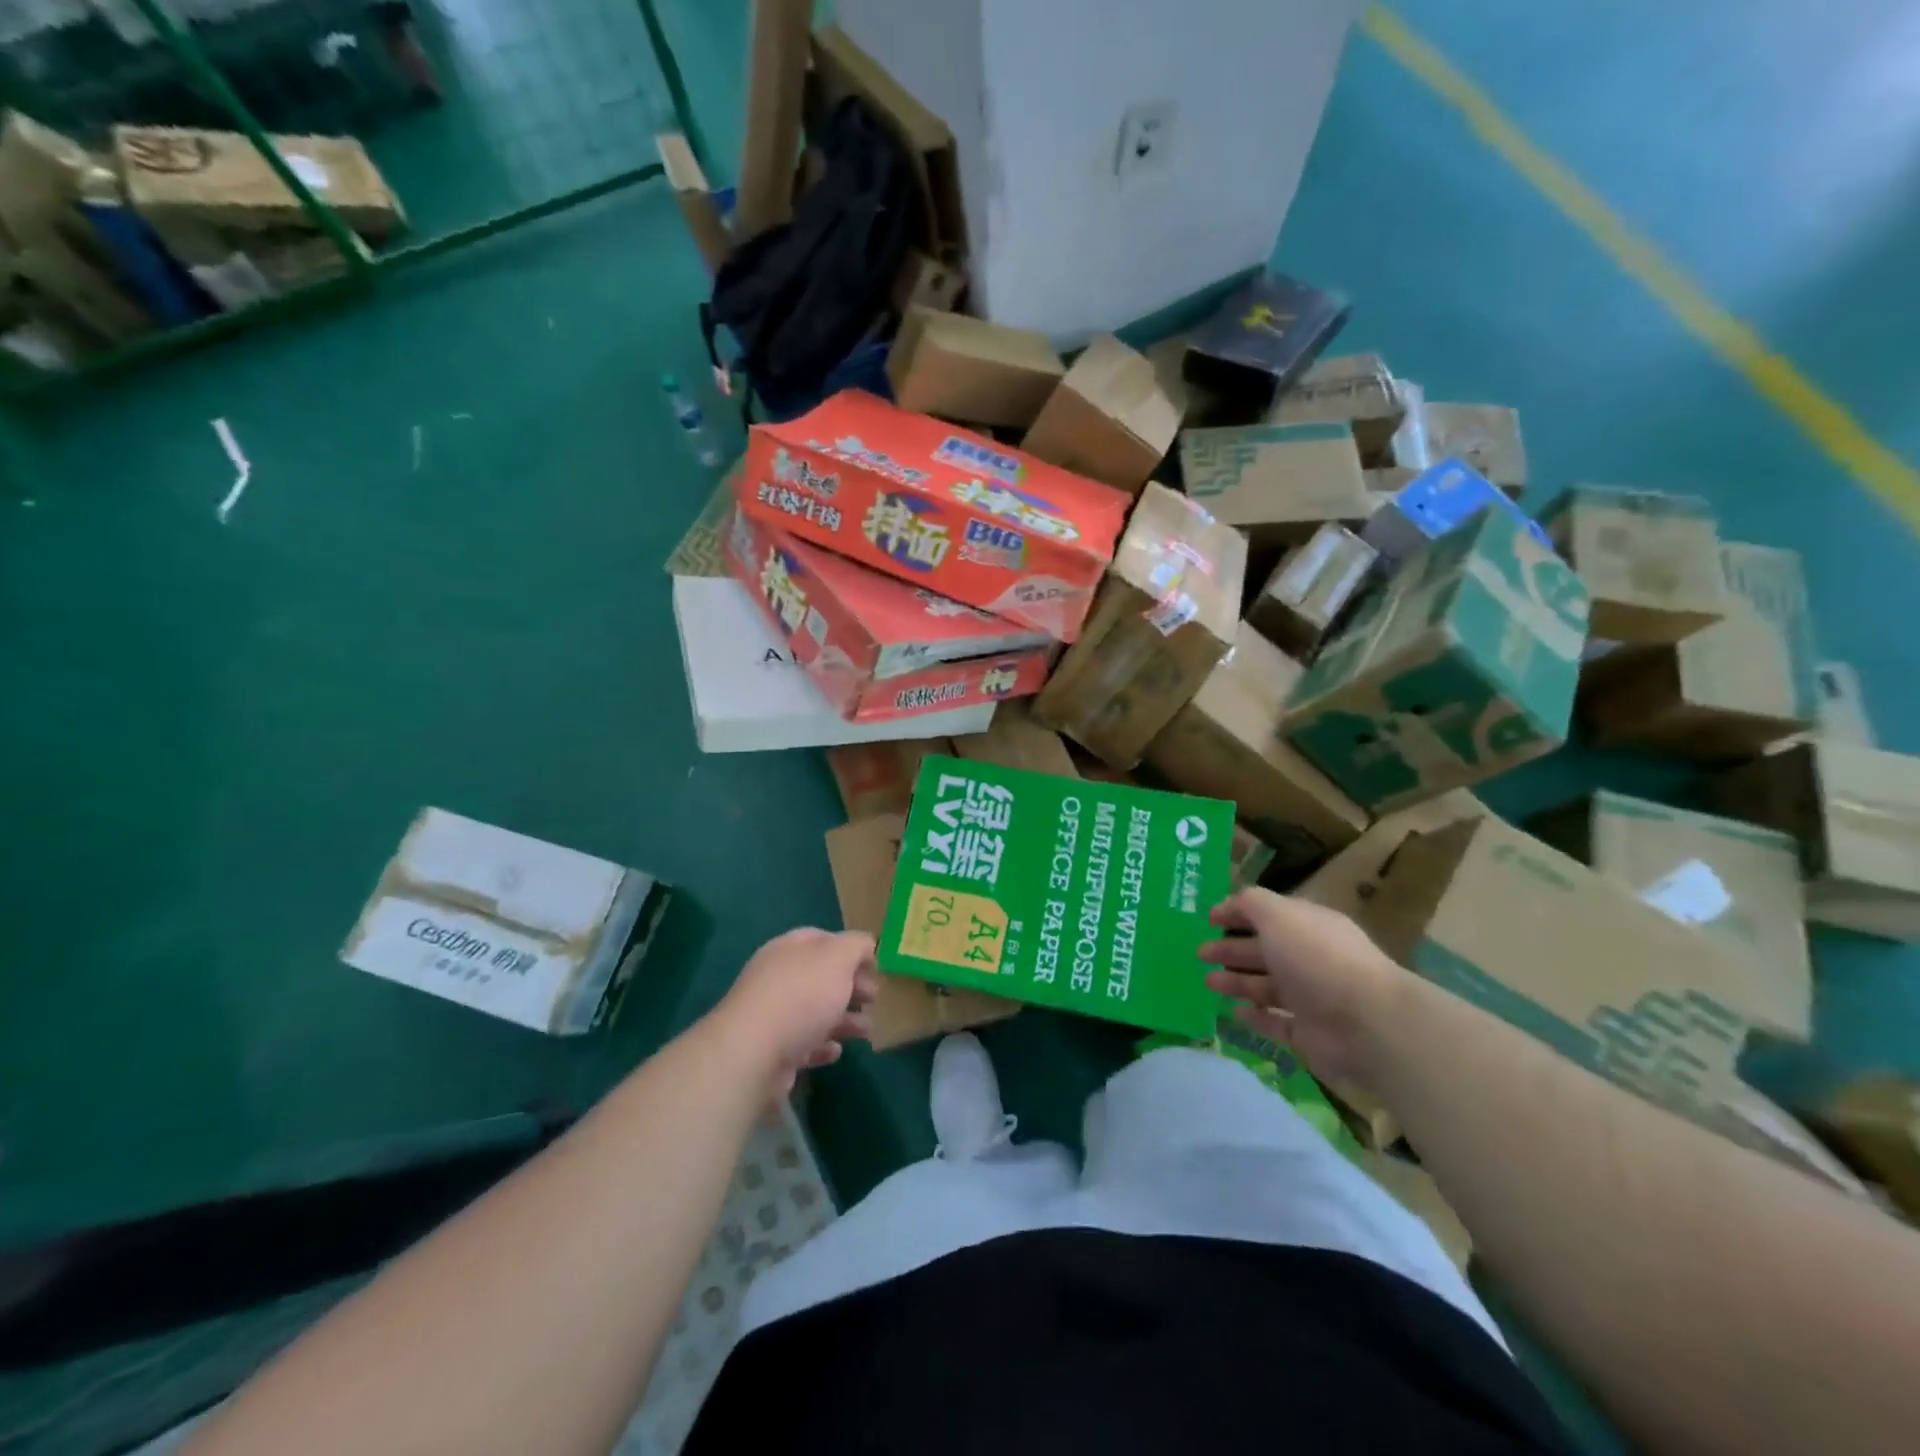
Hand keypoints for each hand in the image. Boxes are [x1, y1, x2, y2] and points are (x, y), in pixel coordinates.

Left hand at [713, 928, 879, 1100]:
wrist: (753, 1053)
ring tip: (867, 1030)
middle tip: (875, 998)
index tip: (874, 965)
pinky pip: (803, 1045)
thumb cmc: (801, 996)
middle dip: (851, 986)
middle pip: (820, 977)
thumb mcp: (838, 958)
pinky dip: (822, 1045)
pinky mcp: (771, 1052)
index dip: (850, 949)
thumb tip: (866, 945)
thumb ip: (856, 946)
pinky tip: (836, 1051)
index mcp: (789, 949)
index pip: (822, 939)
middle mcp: (777, 978)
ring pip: (815, 1012)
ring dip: (844, 1019)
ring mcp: (772, 1016)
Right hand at [1198, 889, 1409, 1088]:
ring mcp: (1312, 997)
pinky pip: (1277, 1021)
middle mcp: (1310, 958)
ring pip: (1266, 986)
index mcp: (1307, 926)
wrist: (1367, 1023)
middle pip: (1264, 950)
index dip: (1237, 913)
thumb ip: (1251, 904)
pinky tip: (1233, 1013)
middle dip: (1231, 949)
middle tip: (1200, 953)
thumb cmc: (1317, 959)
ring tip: (1207, 982)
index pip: (1268, 914)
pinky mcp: (1310, 1033)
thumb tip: (1230, 902)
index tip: (1208, 919)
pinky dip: (1255, 1017)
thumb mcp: (1279, 916)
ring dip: (1236, 982)